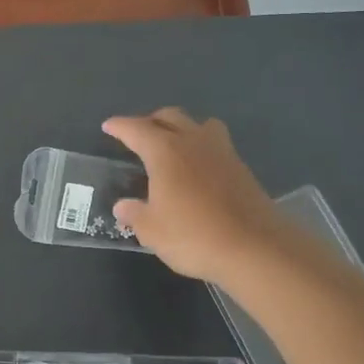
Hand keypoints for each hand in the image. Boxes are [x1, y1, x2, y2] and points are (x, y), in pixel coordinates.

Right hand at [103, 108, 285, 282]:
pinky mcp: (241, 167)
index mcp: (165, 151)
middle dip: (151, 121)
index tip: (109, 126)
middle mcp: (193, 141)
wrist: (254, 247)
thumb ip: (135, 214)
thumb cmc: (194, 236)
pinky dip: (201, 147)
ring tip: (173, 145)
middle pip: (170, 117)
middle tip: (139, 135)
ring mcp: (222, 152)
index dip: (120, 127)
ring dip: (182, 128)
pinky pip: (216, 144)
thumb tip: (123, 206)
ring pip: (199, 124)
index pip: (136, 129)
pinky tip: (197, 168)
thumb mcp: (153, 231)